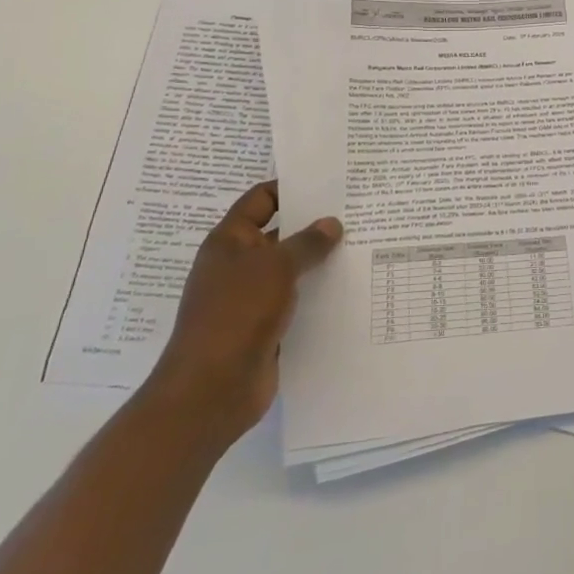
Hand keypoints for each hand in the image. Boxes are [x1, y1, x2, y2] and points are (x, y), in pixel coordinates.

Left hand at [142, 180, 342, 445]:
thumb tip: (331, 224)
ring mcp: (251, 299)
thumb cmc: (237, 313)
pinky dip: (318, 295)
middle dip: (314, 225)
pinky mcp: (265, 329)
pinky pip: (296, 302)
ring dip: (320, 262)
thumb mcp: (276, 267)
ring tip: (362, 246)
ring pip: (291, 270)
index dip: (290, 188)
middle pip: (280, 234)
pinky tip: (350, 288)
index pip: (261, 200)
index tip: (328, 183)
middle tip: (356, 212)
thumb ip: (307, 242)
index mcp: (229, 241)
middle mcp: (238, 266)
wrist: (211, 390)